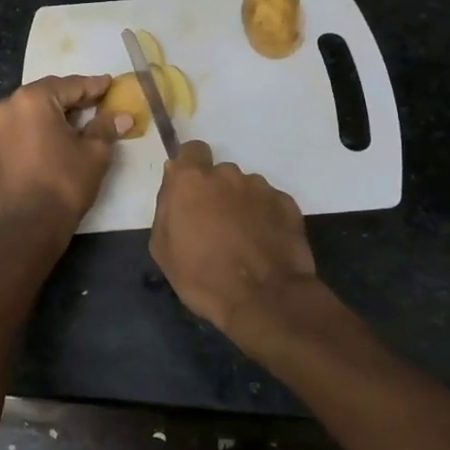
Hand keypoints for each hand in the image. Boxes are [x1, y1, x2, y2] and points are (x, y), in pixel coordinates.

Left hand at [0, 75, 131, 234]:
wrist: (28, 227)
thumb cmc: (64, 184)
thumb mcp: (93, 153)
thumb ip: (106, 127)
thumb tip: (123, 116)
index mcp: (32, 100)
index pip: (70, 86)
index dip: (94, 86)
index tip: (111, 84)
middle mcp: (7, 106)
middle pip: (47, 94)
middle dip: (73, 99)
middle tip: (98, 102)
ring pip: (31, 111)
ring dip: (54, 113)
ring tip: (78, 121)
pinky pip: (20, 127)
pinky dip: (38, 128)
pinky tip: (55, 138)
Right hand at [150, 142, 317, 335]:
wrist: (263, 299)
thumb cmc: (202, 276)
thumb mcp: (162, 248)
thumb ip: (166, 207)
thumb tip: (173, 181)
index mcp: (191, 180)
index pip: (191, 150)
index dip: (190, 166)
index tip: (190, 191)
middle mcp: (227, 174)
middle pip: (219, 174)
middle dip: (216, 193)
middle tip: (215, 226)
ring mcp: (260, 188)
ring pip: (245, 189)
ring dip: (241, 206)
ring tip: (243, 240)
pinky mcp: (287, 204)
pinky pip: (269, 204)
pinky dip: (265, 218)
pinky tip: (263, 245)